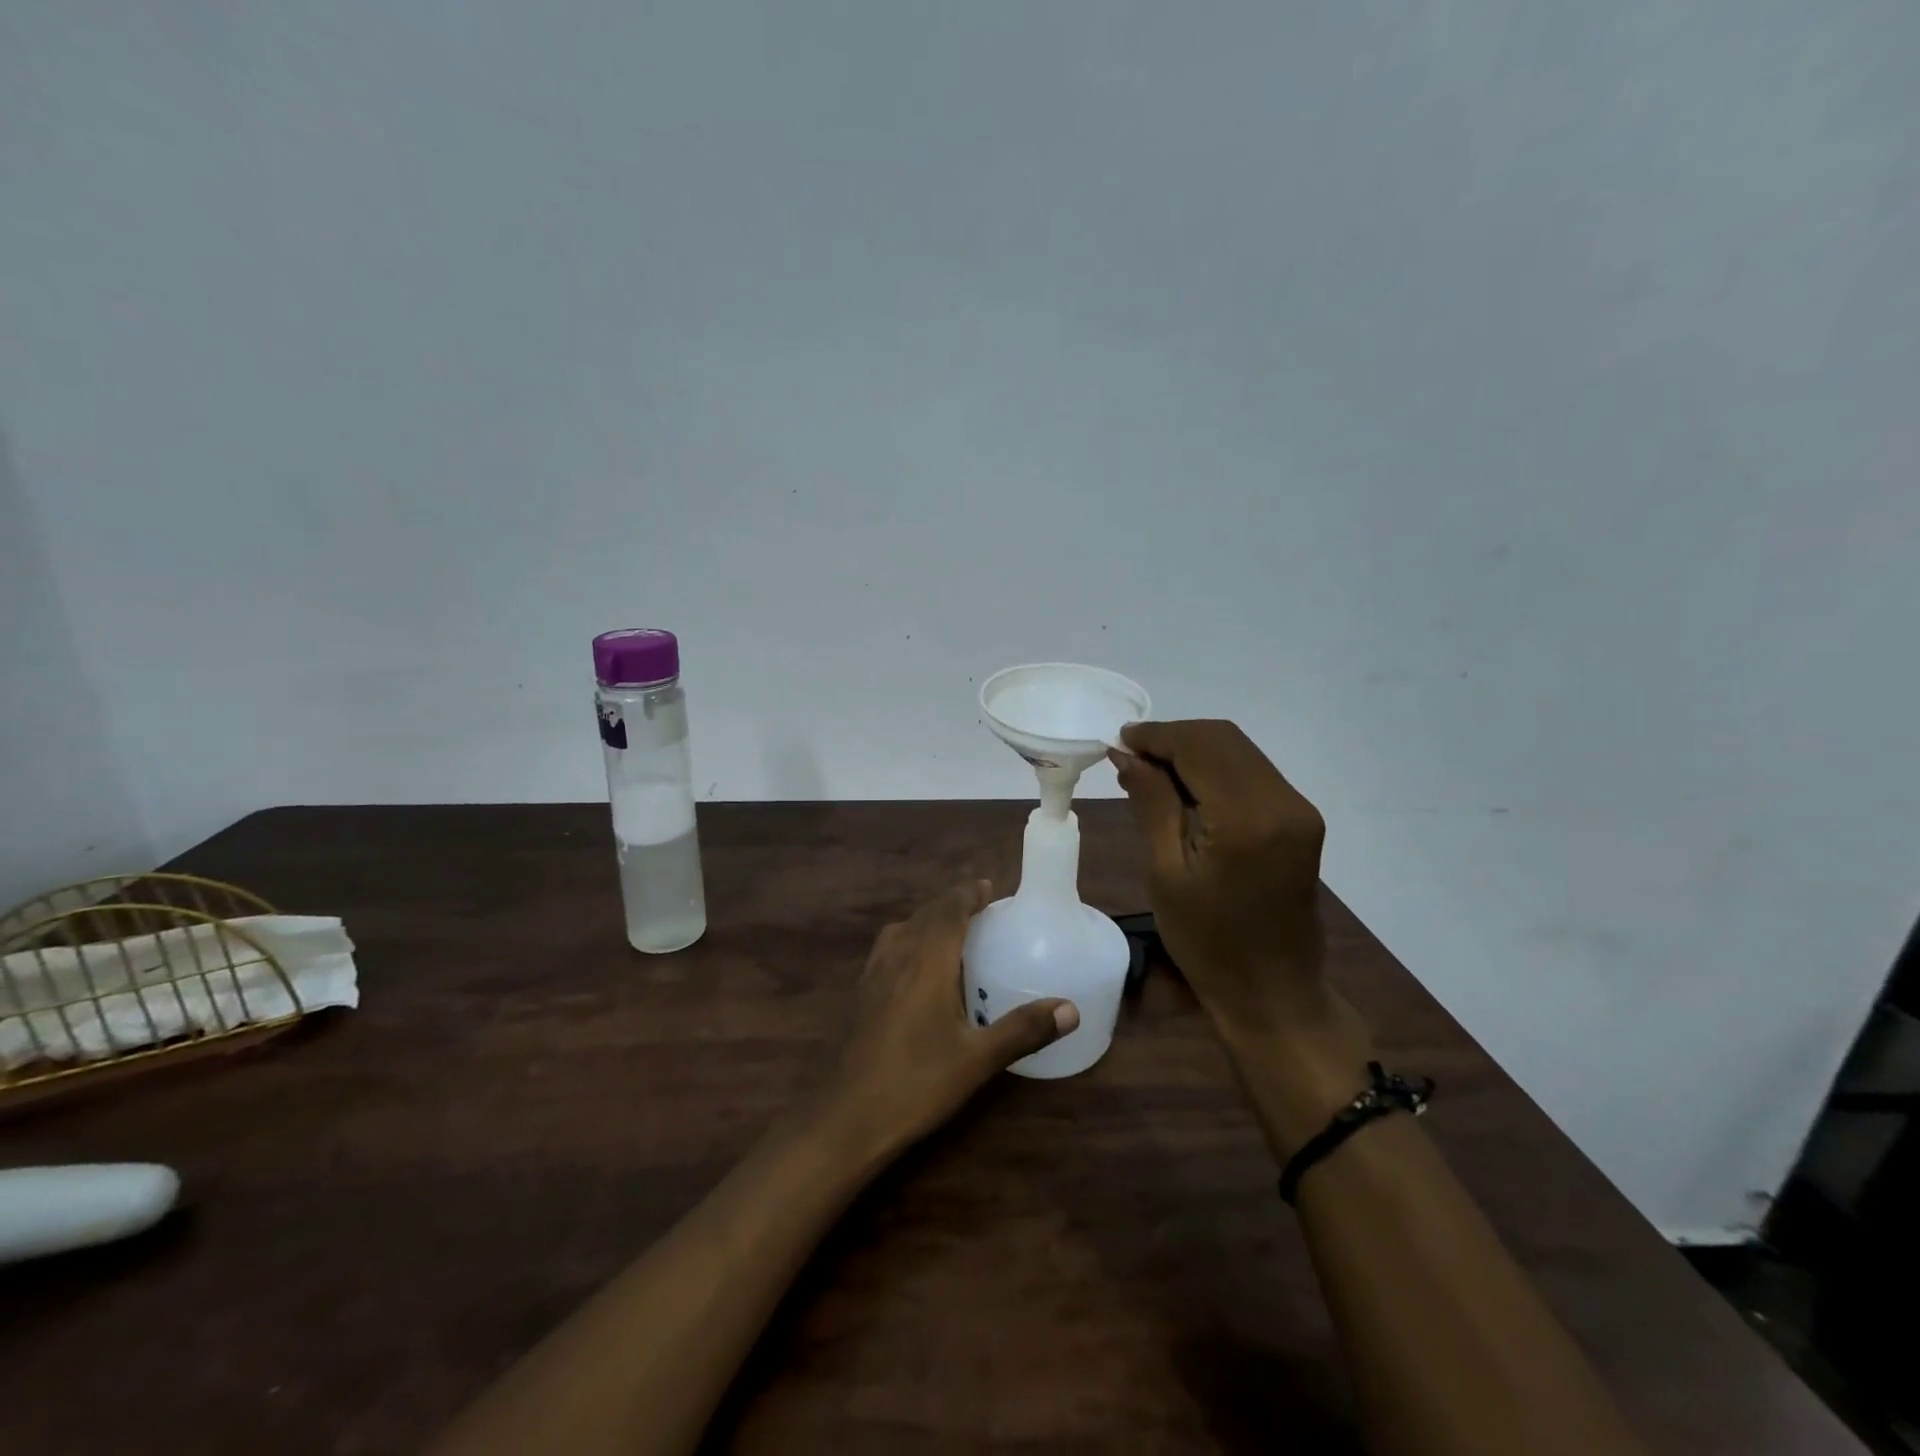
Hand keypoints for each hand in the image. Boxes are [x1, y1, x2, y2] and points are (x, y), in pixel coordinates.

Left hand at [823, 881, 1077, 1160]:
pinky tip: (918, 970)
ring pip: (903, 929)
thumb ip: (1023, 1029)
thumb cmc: (917, 1083)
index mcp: (927, 960)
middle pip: (926, 914)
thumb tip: (1070, 1009)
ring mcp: (874, 974)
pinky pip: (889, 948)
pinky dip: (909, 940)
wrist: (847, 1118)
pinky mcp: (862, 994)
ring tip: (952, 933)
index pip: (949, 910)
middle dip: (952, 905)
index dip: (968, 894)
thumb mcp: (978, 1059)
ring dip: (928, 920)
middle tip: (981, 910)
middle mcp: (898, 956)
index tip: (989, 889)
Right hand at [1112, 721, 1370, 1151]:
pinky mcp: (1299, 820)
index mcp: (1248, 818)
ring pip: (1238, 751)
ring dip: (1192, 751)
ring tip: (1148, 771)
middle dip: (1172, 738)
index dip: (1155, 736)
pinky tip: (1183, 789)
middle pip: (1223, 739)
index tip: (1116, 742)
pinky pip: (1251, 773)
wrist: (1273, 992)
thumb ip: (1151, 803)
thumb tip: (1127, 753)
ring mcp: (1298, 809)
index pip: (1199, 746)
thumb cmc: (1208, 943)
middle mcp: (1283, 801)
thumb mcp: (1165, 873)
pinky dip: (1213, 769)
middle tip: (1128, 756)